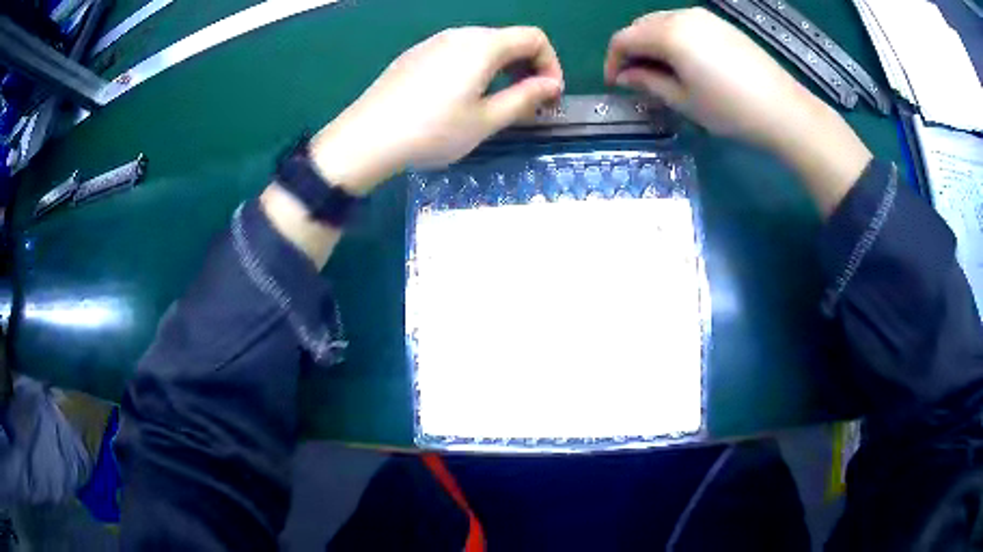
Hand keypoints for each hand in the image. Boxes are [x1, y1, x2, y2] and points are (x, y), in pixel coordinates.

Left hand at [310, 27, 563, 195]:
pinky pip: (458, 53)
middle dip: (528, 67)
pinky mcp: (416, 55)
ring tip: (498, 102)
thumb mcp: (486, 120)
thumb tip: (551, 85)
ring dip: (503, 68)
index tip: (549, 96)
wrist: (366, 138)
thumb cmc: (432, 131)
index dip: (551, 65)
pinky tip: (463, 97)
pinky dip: (476, 68)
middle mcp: (459, 34)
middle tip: (529, 102)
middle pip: (508, 39)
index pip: (534, 38)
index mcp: (483, 45)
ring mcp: (433, 42)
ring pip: (482, 46)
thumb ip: (525, 98)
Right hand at [605, 8, 870, 213]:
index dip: (613, 61)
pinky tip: (684, 61)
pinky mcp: (721, 24)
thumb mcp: (684, 101)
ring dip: (652, 43)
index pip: (624, 39)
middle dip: (632, 50)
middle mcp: (682, 16)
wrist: (784, 110)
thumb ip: (648, 82)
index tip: (616, 84)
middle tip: (636, 78)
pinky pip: (684, 24)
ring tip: (660, 71)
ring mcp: (704, 17)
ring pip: (662, 22)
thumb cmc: (731, 111)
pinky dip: (673, 39)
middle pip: (641, 26)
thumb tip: (625, 76)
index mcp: (669, 34)